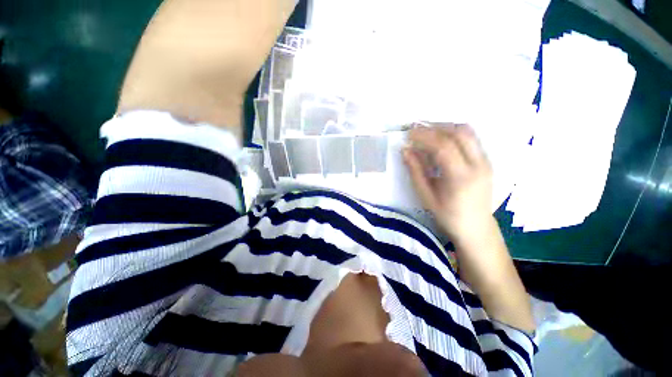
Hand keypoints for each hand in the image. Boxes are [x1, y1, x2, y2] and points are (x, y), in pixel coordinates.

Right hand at [404, 124, 534, 332]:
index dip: (424, 136)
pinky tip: (441, 139)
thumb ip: (415, 171)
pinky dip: (454, 133)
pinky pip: (471, 139)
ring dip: (445, 127)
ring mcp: (485, 161)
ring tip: (427, 131)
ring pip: (468, 132)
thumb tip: (405, 150)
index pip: (443, 146)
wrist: (476, 228)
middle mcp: (478, 165)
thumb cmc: (447, 216)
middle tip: (416, 128)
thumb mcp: (426, 196)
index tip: (409, 133)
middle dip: (435, 126)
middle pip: (459, 133)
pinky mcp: (486, 161)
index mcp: (461, 177)